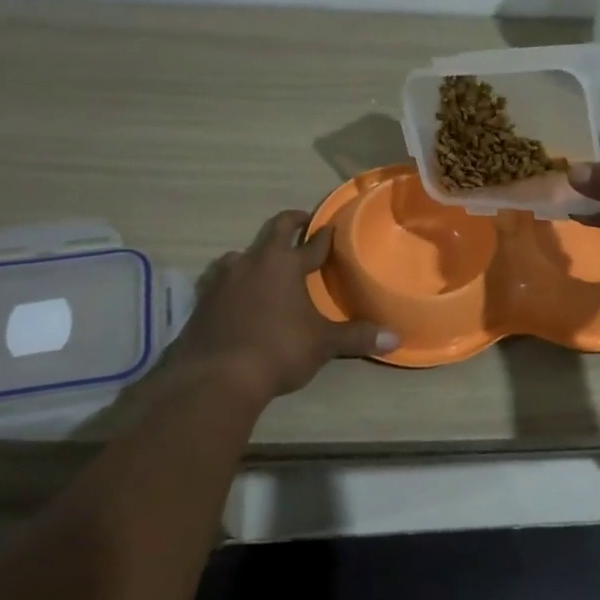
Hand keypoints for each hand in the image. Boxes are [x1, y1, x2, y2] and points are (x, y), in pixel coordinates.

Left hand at [162, 211, 397, 401]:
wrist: (216, 376)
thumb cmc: (277, 350)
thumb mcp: (323, 344)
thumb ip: (357, 337)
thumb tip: (395, 337)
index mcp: (285, 264)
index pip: (312, 242)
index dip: (325, 235)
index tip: (332, 227)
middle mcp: (253, 261)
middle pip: (273, 229)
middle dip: (290, 222)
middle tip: (302, 222)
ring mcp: (223, 278)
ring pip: (241, 253)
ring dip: (256, 255)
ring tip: (265, 265)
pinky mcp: (203, 299)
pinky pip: (220, 279)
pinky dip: (232, 280)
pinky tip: (235, 294)